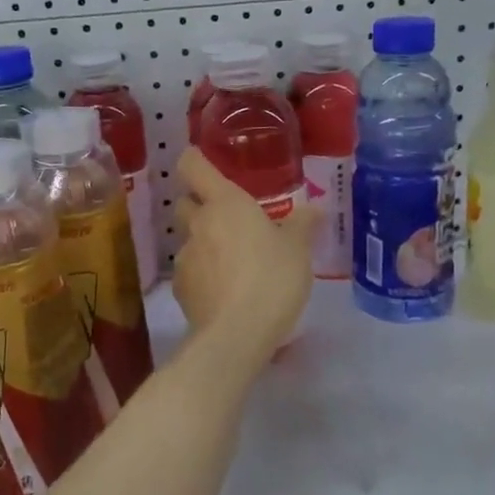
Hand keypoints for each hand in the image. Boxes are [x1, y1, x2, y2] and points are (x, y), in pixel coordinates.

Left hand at [171, 149, 317, 364]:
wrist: (236, 335)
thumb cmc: (272, 278)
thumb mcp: (298, 250)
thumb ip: (302, 225)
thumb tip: (314, 209)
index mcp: (225, 203)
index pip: (193, 166)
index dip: (195, 159)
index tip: (202, 160)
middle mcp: (198, 224)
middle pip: (185, 202)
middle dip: (199, 204)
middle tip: (228, 217)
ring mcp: (185, 257)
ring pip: (189, 239)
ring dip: (205, 243)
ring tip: (234, 262)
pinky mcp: (180, 289)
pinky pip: (191, 271)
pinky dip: (203, 275)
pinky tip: (225, 291)